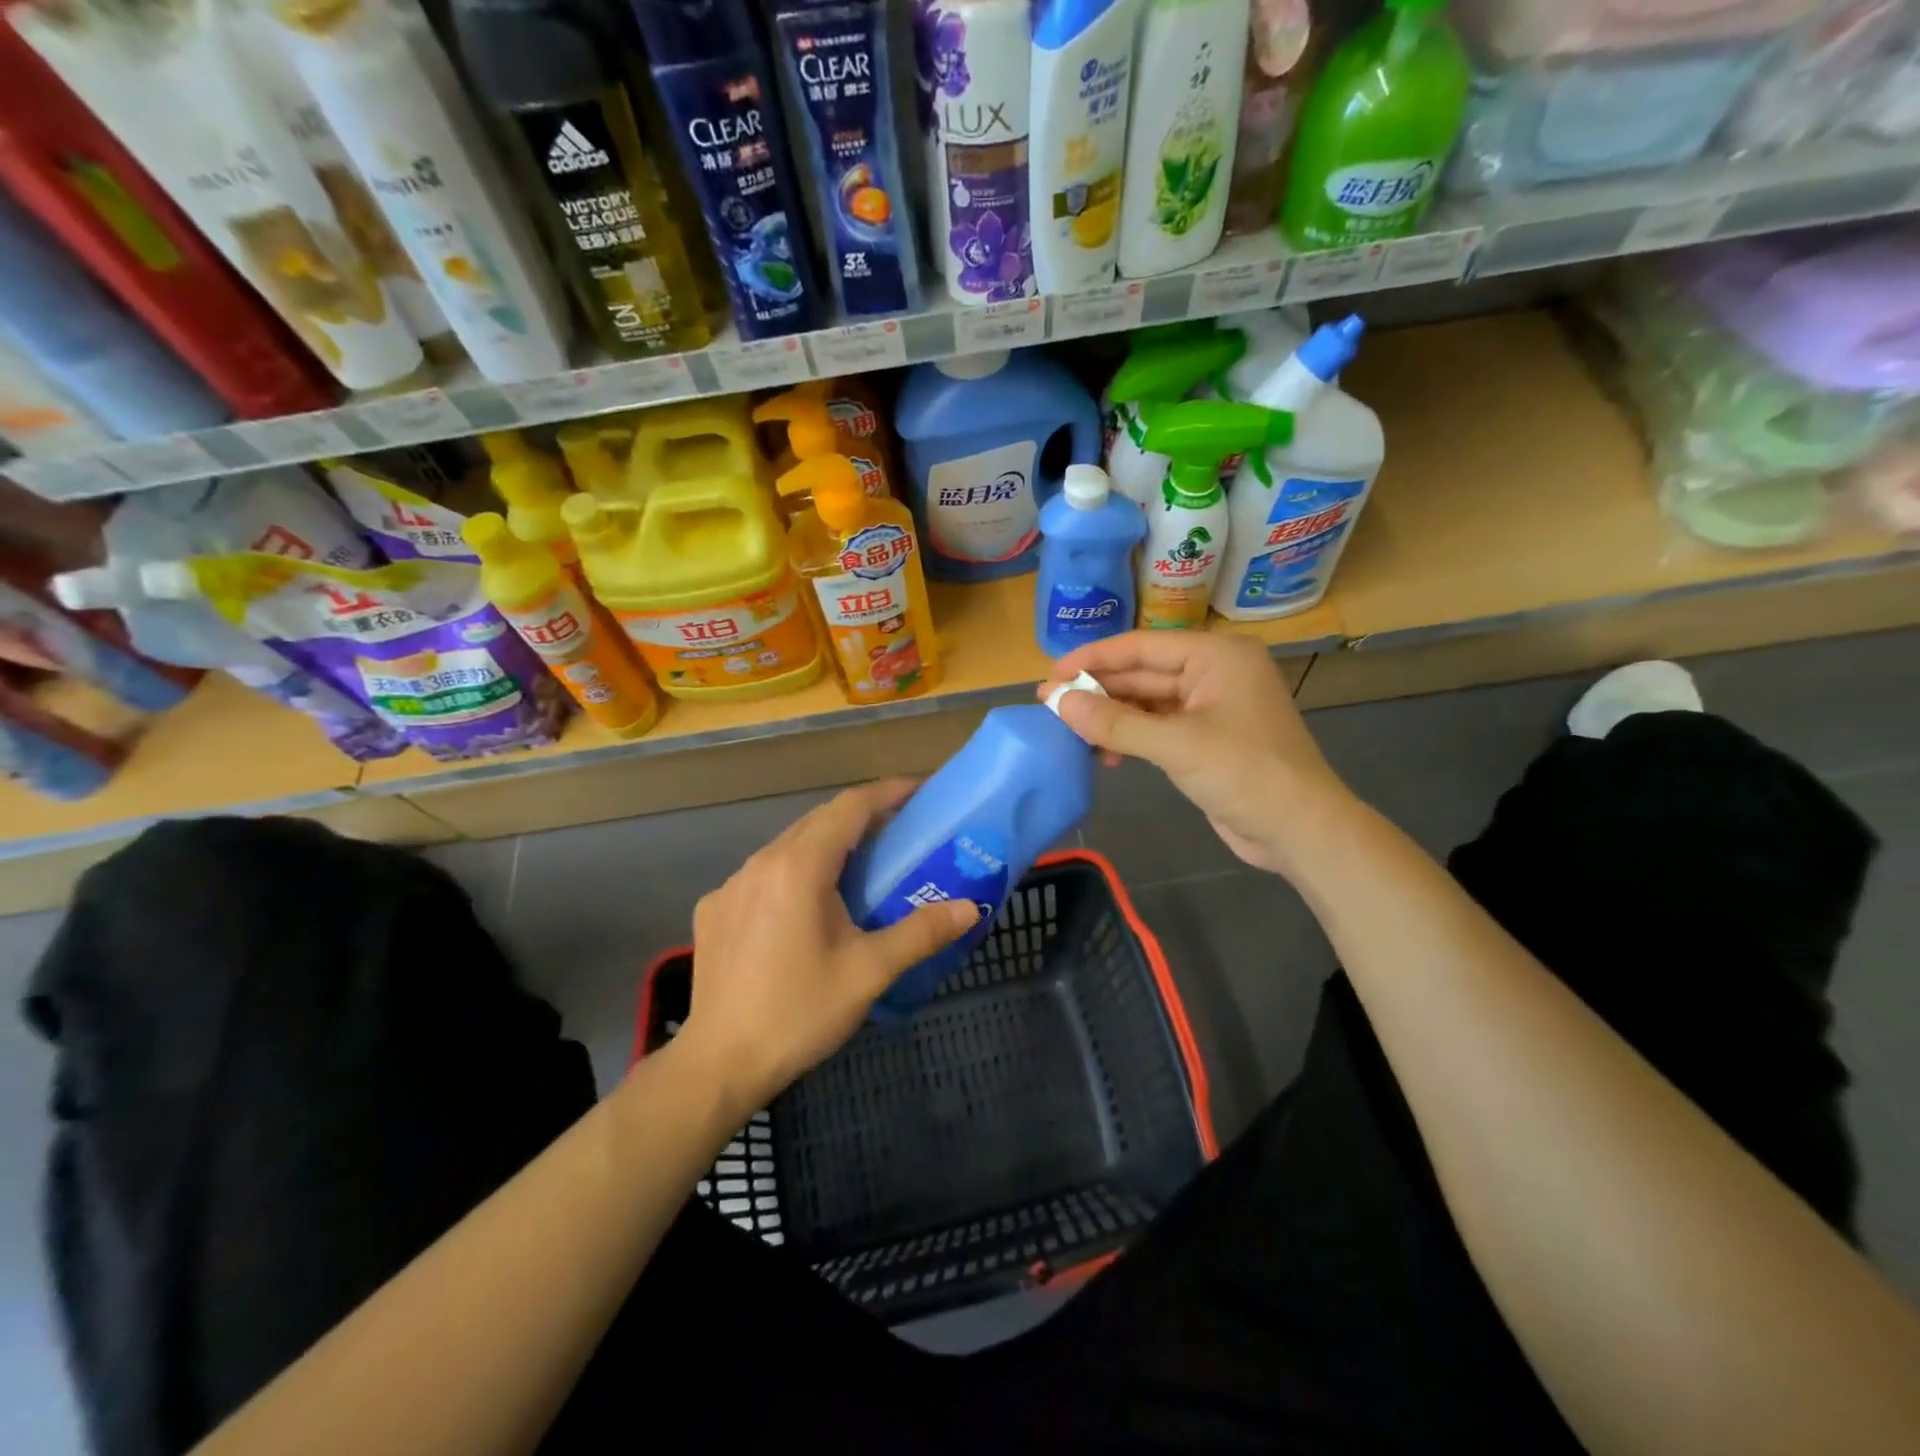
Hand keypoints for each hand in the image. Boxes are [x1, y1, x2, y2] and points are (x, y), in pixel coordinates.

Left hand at [680, 780, 978, 1108]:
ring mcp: (731, 885)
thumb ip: (921, 933)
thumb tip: (969, 909)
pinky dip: (794, 873)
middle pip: (819, 821)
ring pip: (788, 845)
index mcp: (800, 868)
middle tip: (901, 829)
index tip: (920, 789)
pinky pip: (762, 874)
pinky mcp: (714, 909)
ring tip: (860, 866)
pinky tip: (806, 908)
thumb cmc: (799, 1013)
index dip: (888, 792)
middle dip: (862, 817)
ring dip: (827, 844)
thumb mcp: (869, 972)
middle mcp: (761, 862)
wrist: (719, 1064)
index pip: (850, 807)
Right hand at [1041, 631, 1351, 877]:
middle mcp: (1214, 672)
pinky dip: (1130, 737)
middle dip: (1098, 690)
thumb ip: (1115, 722)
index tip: (1051, 674)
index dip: (1093, 658)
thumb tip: (1057, 702)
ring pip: (1147, 702)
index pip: (1142, 646)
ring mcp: (1210, 706)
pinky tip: (1104, 754)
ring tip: (1070, 732)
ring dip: (1111, 717)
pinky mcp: (1206, 737)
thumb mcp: (1176, 745)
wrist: (1299, 830)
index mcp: (1216, 655)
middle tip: (1049, 704)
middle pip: (1142, 673)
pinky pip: (1157, 726)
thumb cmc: (1245, 774)